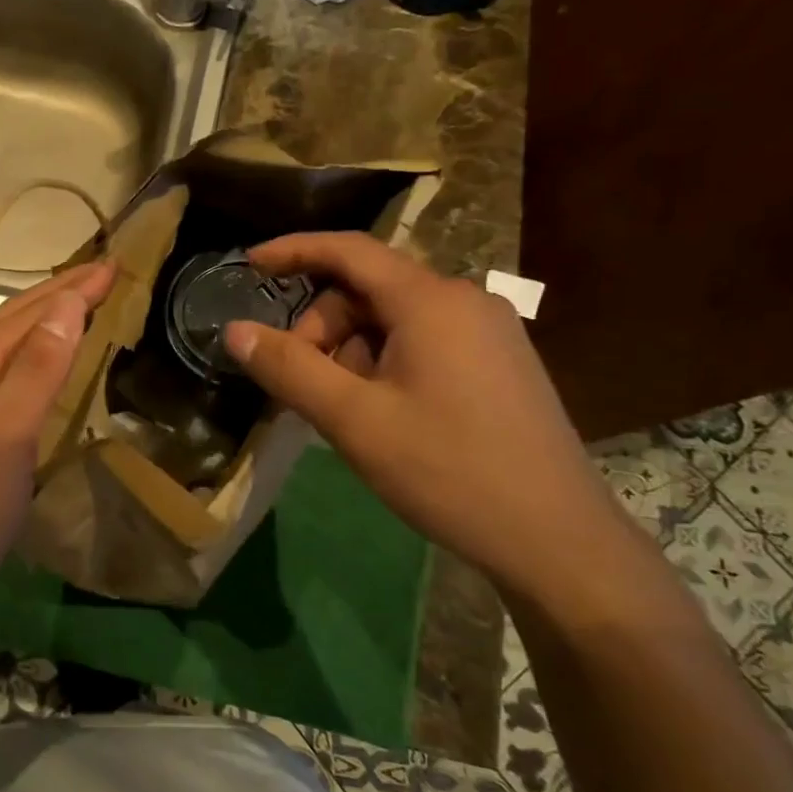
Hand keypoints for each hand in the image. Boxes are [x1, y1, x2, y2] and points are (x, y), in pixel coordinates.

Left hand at [0, 261, 115, 620]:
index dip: (74, 288)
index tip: (117, 264)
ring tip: (84, 309)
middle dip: (59, 297)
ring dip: (45, 328)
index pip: (27, 311)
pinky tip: (44, 371)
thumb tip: (66, 304)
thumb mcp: (2, 439)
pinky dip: (31, 365)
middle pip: (11, 323)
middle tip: (107, 276)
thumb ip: (36, 371)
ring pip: (3, 353)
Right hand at [223, 233, 624, 597]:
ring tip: (345, 411)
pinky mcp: (499, 363)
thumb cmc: (448, 471)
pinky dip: (384, 363)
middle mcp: (464, 301)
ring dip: (352, 352)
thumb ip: (289, 368)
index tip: (249, 264)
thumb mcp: (354, 420)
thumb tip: (234, 329)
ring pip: (394, 320)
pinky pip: (423, 342)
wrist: (558, 541)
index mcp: (431, 301)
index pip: (349, 250)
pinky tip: (381, 413)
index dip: (293, 250)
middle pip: (368, 290)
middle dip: (322, 327)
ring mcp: (489, 332)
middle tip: (301, 383)